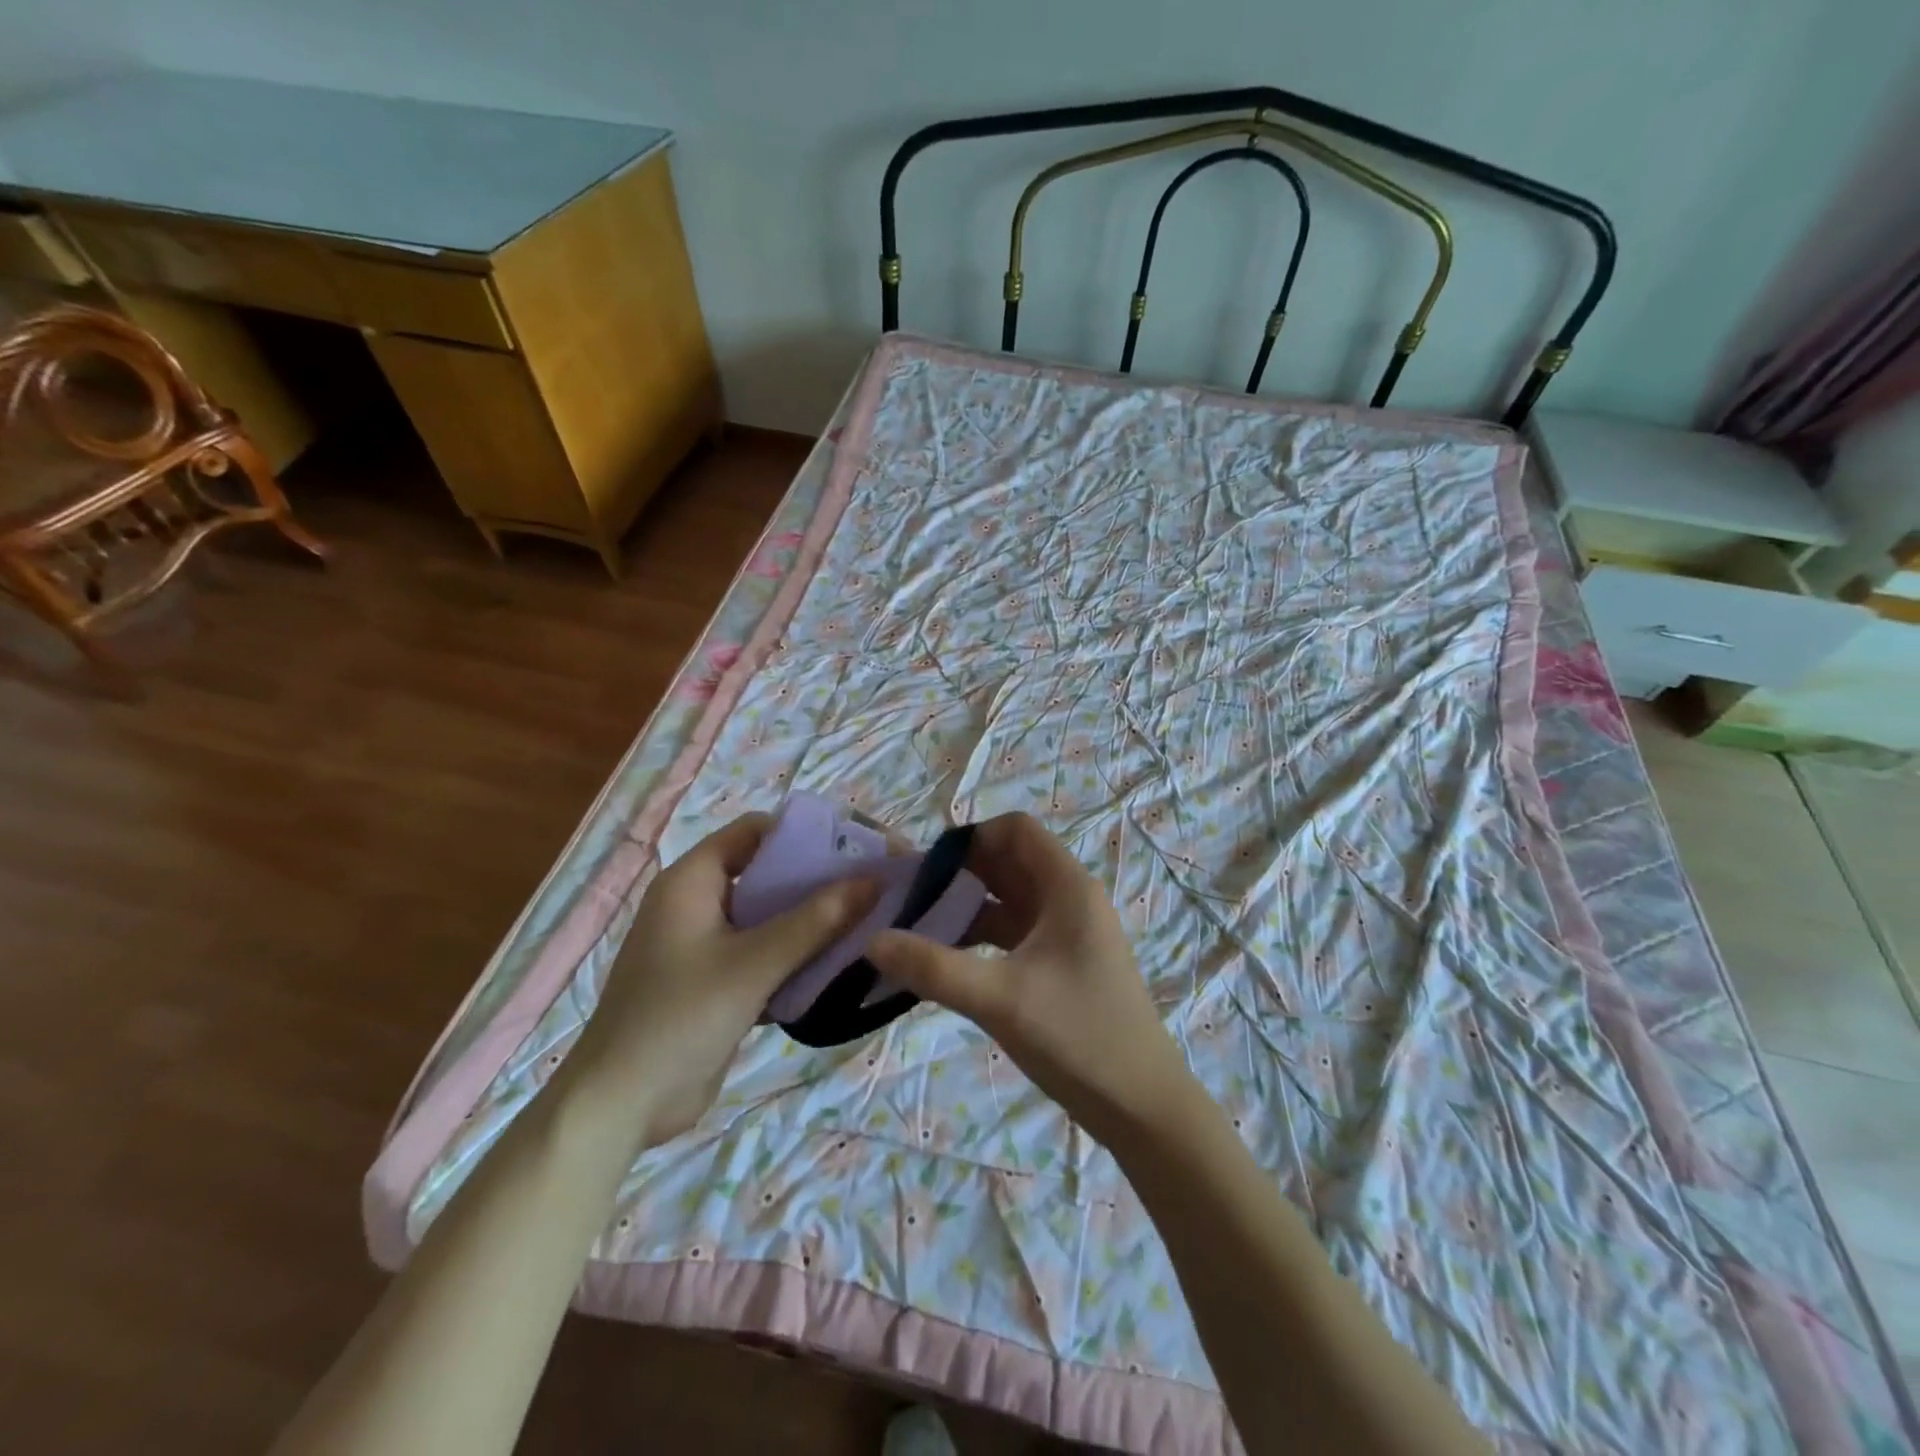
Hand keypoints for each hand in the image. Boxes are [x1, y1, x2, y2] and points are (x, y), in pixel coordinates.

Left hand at [568, 814, 875, 1144]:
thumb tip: (874, 880)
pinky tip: (838, 965)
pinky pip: (765, 953)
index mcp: (692, 881)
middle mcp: (698, 903)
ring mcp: (706, 945)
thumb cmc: (680, 1017)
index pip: (754, 831)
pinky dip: (796, 955)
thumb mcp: (754, 963)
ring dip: (812, 922)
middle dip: (816, 881)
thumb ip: (816, 920)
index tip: (852, 849)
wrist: (621, 1105)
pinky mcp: (717, 982)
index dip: (802, 833)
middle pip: (766, 874)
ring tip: (866, 922)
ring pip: (769, 917)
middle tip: (869, 887)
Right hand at [866, 812, 1193, 1146]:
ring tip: (917, 928)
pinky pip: (1015, 933)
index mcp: (1068, 888)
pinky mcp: (1062, 963)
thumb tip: (871, 939)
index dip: (972, 837)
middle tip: (909, 898)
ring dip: (968, 907)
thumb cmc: (1078, 1038)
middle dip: (960, 874)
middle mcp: (1070, 899)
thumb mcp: (1000, 999)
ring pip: (1010, 900)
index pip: (1016, 830)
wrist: (1142, 1107)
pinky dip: (982, 937)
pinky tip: (947, 960)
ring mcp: (1068, 932)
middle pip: (1009, 863)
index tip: (927, 867)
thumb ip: (933, 967)